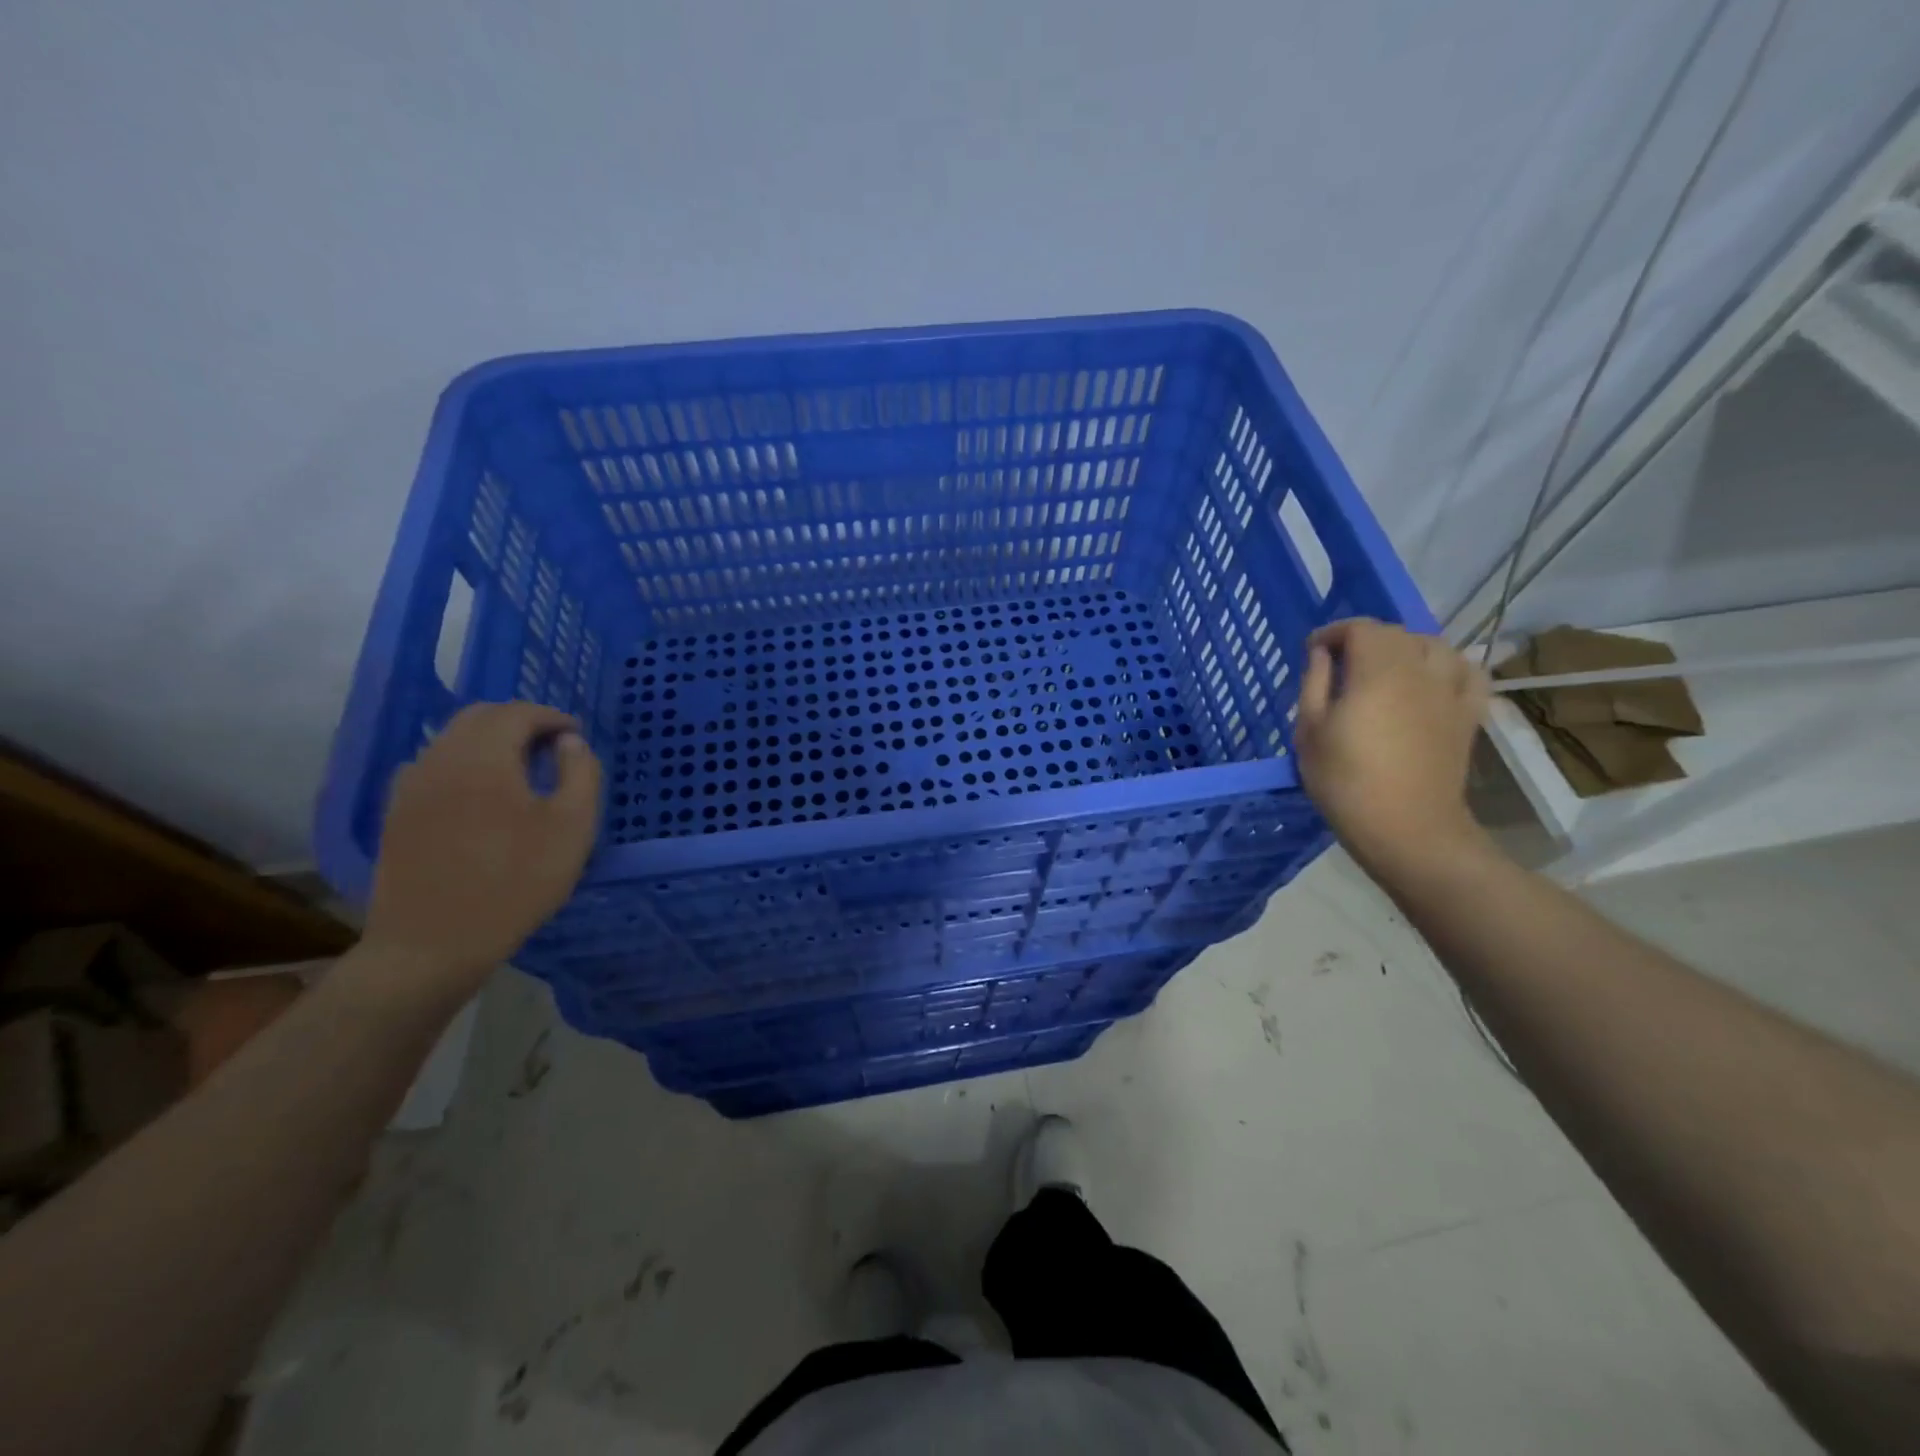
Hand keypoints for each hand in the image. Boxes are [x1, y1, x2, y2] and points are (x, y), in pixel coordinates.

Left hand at [362, 702, 601, 993]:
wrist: (432, 945)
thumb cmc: (515, 883)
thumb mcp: (573, 828)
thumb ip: (581, 773)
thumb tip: (570, 742)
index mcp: (483, 758)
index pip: (517, 713)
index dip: (552, 717)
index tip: (576, 735)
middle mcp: (439, 760)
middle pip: (479, 717)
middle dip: (520, 722)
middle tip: (553, 746)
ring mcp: (410, 787)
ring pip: (452, 740)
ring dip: (491, 741)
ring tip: (523, 769)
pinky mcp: (397, 814)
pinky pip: (434, 767)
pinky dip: (465, 764)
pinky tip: (483, 795)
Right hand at [1295, 618, 1489, 878]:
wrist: (1407, 828)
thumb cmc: (1346, 782)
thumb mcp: (1309, 732)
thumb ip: (1314, 684)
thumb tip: (1320, 654)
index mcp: (1376, 672)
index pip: (1359, 628)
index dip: (1333, 632)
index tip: (1312, 650)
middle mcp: (1419, 670)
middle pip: (1396, 633)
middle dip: (1365, 639)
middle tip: (1340, 663)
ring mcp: (1450, 691)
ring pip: (1434, 645)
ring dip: (1405, 647)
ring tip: (1385, 668)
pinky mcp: (1468, 714)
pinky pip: (1467, 671)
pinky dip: (1448, 665)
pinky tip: (1431, 679)